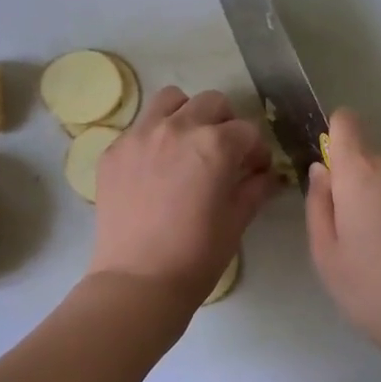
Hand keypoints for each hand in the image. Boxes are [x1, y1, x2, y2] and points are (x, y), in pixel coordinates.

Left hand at [90, 86, 275, 308]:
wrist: (138, 281)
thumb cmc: (197, 255)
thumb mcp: (237, 220)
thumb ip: (255, 188)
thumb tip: (267, 174)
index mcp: (215, 144)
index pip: (247, 130)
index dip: (256, 150)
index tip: (255, 169)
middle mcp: (178, 128)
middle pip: (212, 103)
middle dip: (225, 124)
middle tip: (223, 154)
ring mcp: (140, 135)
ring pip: (171, 100)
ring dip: (187, 115)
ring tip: (186, 146)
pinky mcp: (114, 150)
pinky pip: (140, 127)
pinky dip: (154, 137)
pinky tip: (155, 169)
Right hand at [306, 108, 380, 381]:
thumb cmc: (374, 291)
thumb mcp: (326, 255)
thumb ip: (318, 204)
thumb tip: (321, 170)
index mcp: (361, 174)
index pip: (346, 122)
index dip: (334, 139)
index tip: (332, 176)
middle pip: (367, 158)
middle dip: (357, 185)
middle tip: (356, 236)